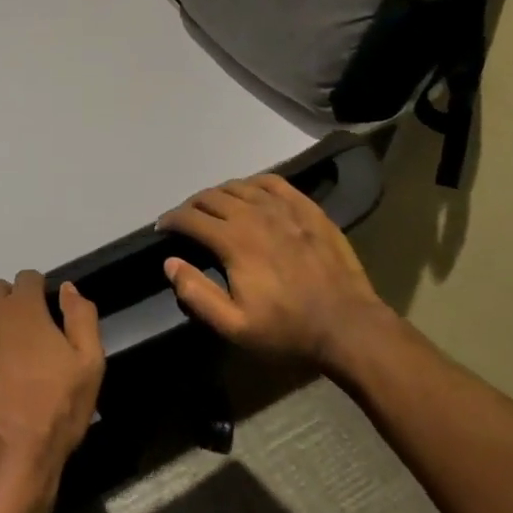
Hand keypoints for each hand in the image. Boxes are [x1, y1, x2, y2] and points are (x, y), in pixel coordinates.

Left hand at [0, 272, 103, 512]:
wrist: (3, 461)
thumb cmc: (53, 415)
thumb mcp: (89, 367)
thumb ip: (82, 318)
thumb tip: (67, 288)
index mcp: (25, 307)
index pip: (28, 278)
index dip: (35, 295)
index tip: (38, 316)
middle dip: (4, 306)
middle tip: (11, 339)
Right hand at [158, 173, 394, 375]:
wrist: (349, 327)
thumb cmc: (288, 330)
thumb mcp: (235, 325)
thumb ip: (197, 293)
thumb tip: (170, 262)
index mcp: (234, 241)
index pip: (190, 218)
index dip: (171, 220)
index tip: (163, 228)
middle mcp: (255, 214)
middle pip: (212, 197)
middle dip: (192, 206)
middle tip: (186, 220)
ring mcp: (284, 208)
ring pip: (239, 186)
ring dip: (219, 194)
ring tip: (214, 208)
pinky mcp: (307, 209)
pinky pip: (273, 182)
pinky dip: (253, 183)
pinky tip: (250, 193)